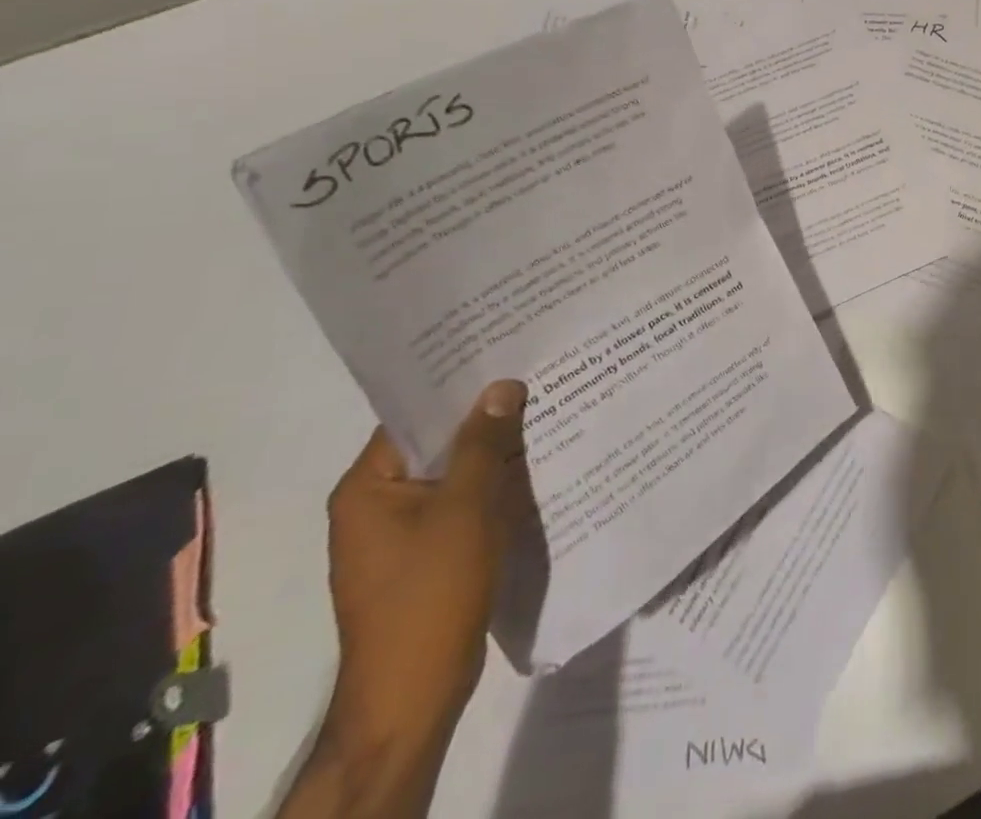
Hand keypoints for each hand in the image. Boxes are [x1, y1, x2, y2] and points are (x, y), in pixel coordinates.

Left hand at [322, 381, 530, 758]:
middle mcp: (376, 505)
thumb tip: (502, 386)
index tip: (506, 356)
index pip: (413, 417)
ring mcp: (401, 533)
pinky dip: (492, 485)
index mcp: (367, 488)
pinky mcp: (426, 555)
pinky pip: (462, 503)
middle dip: (486, 418)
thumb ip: (483, 444)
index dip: (459, 386)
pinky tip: (534, 469)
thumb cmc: (431, 592)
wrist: (414, 692)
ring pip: (453, 474)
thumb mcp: (464, 508)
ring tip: (545, 414)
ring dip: (493, 452)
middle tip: (537, 379)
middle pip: (436, 444)